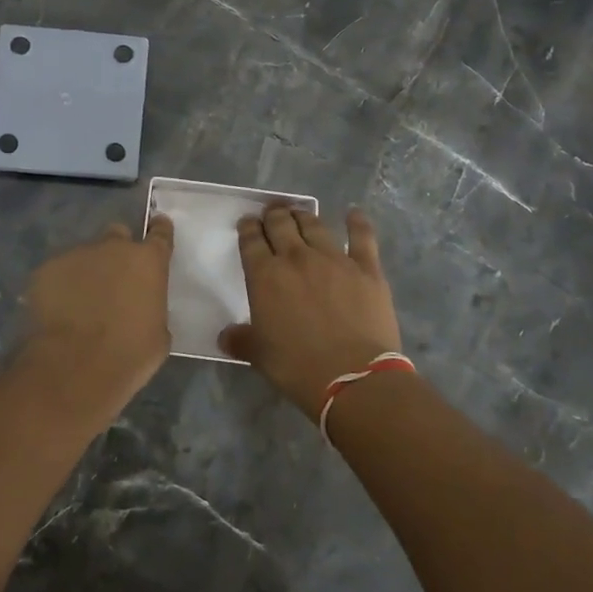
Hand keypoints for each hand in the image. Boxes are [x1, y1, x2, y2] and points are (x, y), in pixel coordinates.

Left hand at [18, 216, 174, 416]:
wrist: (76, 366)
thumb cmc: (129, 354)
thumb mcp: (158, 333)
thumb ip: (151, 306)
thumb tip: (141, 306)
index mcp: (148, 261)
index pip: (160, 233)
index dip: (159, 231)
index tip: (157, 228)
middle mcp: (113, 247)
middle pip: (118, 235)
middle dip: (117, 251)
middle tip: (114, 277)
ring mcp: (77, 255)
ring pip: (85, 255)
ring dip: (87, 271)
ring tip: (81, 302)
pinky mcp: (46, 269)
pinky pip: (58, 272)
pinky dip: (61, 286)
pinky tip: (59, 311)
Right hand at [222, 207, 401, 414]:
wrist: (353, 378)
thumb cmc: (298, 367)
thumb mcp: (259, 356)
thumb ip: (241, 340)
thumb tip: (226, 336)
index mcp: (265, 276)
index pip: (251, 241)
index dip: (247, 228)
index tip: (247, 223)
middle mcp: (296, 258)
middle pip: (280, 224)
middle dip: (273, 215)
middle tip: (271, 212)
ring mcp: (334, 259)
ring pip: (314, 225)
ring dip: (303, 216)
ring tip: (299, 213)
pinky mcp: (366, 268)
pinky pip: (361, 237)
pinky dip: (357, 222)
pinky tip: (353, 213)